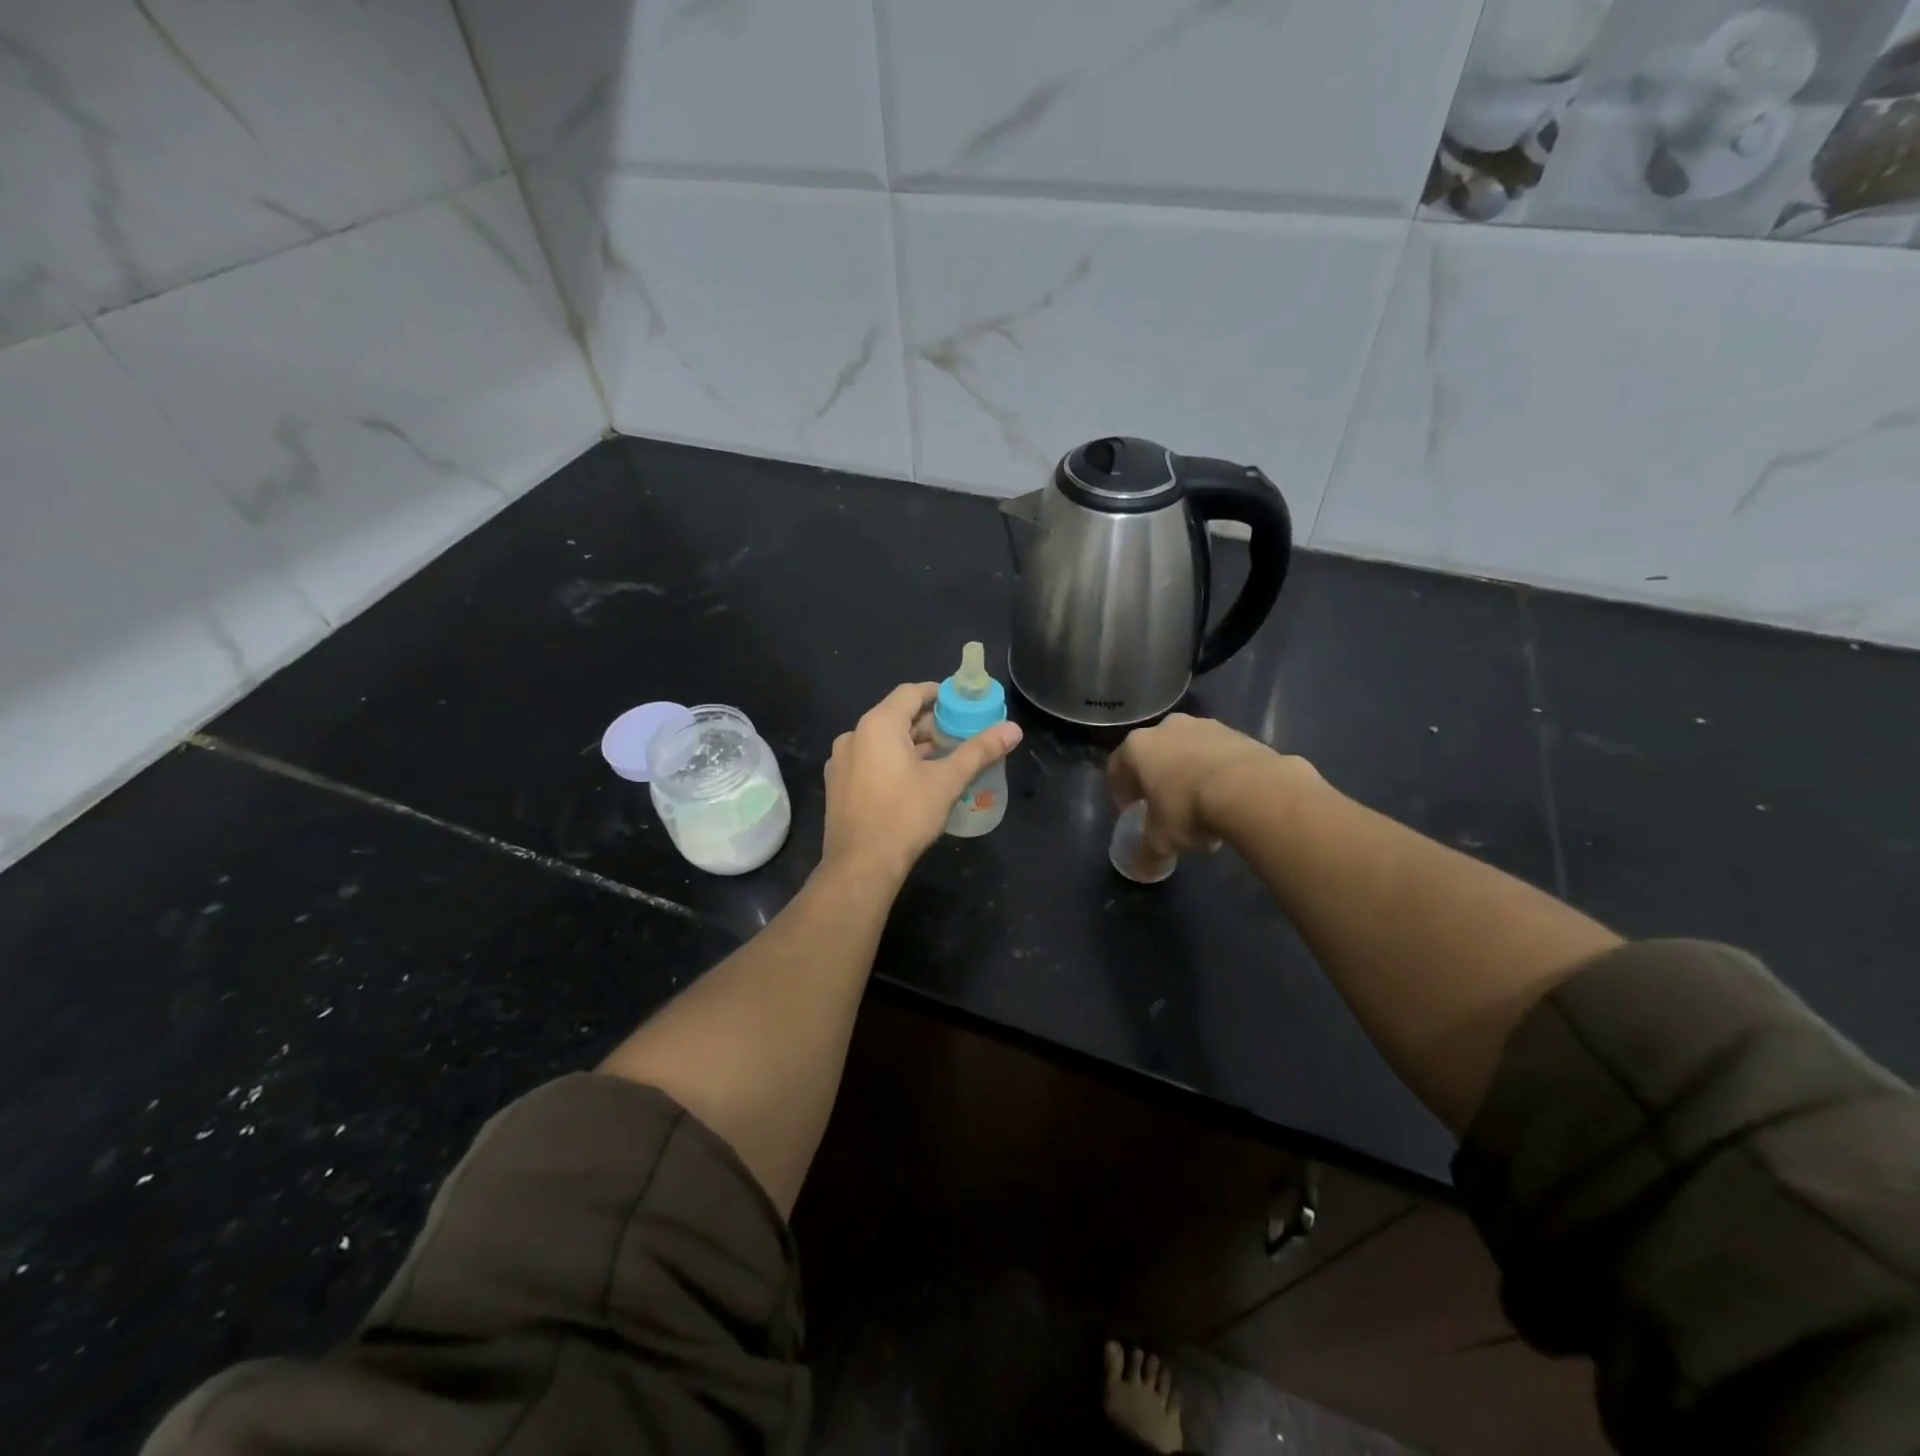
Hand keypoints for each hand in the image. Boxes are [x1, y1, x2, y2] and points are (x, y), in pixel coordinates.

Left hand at [821, 683, 1022, 884]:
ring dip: (911, 745)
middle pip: (896, 716)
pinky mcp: (837, 785)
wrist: (860, 866)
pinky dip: (891, 762)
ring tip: (942, 760)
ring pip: (882, 741)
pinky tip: (913, 783)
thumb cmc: (905, 816)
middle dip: (928, 724)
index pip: (911, 692)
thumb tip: (1013, 728)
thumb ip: (979, 751)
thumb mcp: (947, 781)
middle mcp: (853, 735)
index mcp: (878, 725)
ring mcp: (841, 762)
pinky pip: (869, 761)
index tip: (962, 705)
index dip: (939, 694)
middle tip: (958, 736)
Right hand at [1107, 713, 1283, 856]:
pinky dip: (1216, 774)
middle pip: (1154, 756)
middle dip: (1158, 782)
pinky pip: (1216, 755)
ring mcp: (1203, 725)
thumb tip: (1142, 868)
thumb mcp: (1160, 839)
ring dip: (1188, 777)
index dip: (1120, 793)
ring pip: (1187, 753)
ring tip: (1202, 811)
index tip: (1130, 813)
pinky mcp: (1236, 732)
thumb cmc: (1188, 808)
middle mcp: (1166, 728)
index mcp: (1138, 746)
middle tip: (1165, 809)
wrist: (1250, 789)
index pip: (1117, 767)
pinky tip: (1227, 801)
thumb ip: (1146, 850)